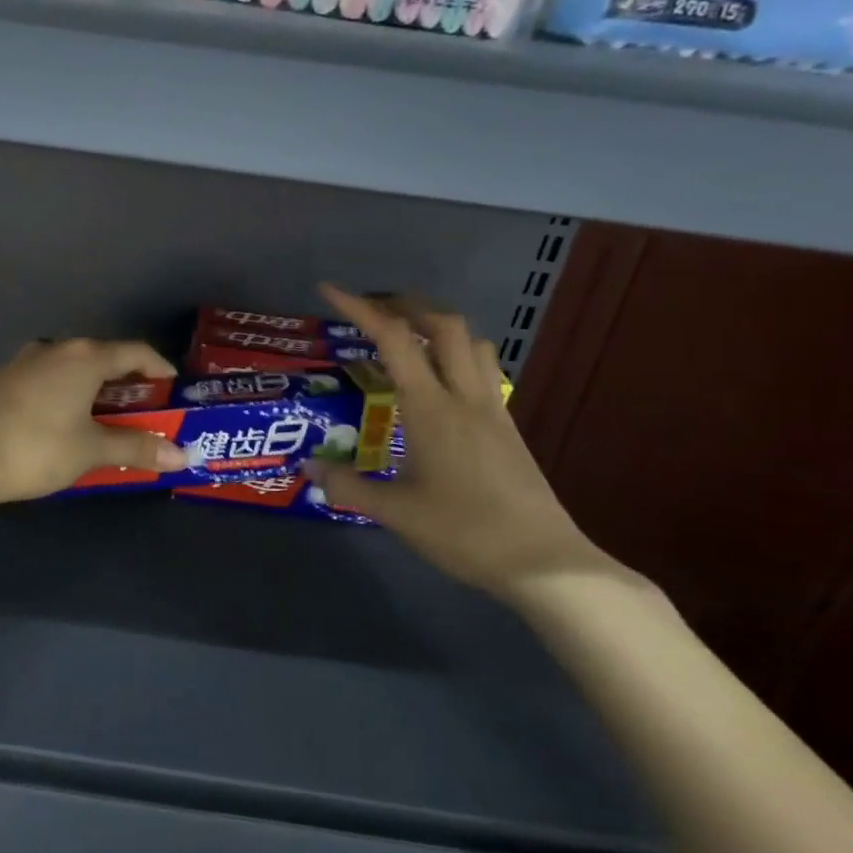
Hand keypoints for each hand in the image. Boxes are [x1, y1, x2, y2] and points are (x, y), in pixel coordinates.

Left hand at [0, 339, 187, 504]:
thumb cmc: (37, 449)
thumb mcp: (92, 451)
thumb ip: (137, 448)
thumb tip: (181, 456)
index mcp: (83, 357)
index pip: (136, 353)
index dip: (160, 371)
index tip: (173, 393)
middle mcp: (54, 349)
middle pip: (102, 359)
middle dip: (125, 386)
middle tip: (141, 414)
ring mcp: (21, 362)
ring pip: (69, 369)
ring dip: (91, 391)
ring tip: (100, 421)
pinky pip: (43, 381)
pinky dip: (61, 396)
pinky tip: (56, 425)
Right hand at [308, 285, 607, 596]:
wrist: (544, 562)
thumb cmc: (464, 532)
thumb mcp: (395, 512)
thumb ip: (347, 485)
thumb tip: (308, 467)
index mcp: (431, 408)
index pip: (393, 339)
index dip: (359, 309)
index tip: (330, 290)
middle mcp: (464, 396)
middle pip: (444, 325)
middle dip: (406, 305)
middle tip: (373, 311)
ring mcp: (493, 410)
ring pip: (472, 343)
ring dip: (439, 327)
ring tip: (408, 338)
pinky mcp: (508, 428)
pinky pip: (483, 371)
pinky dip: (457, 356)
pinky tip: (439, 386)